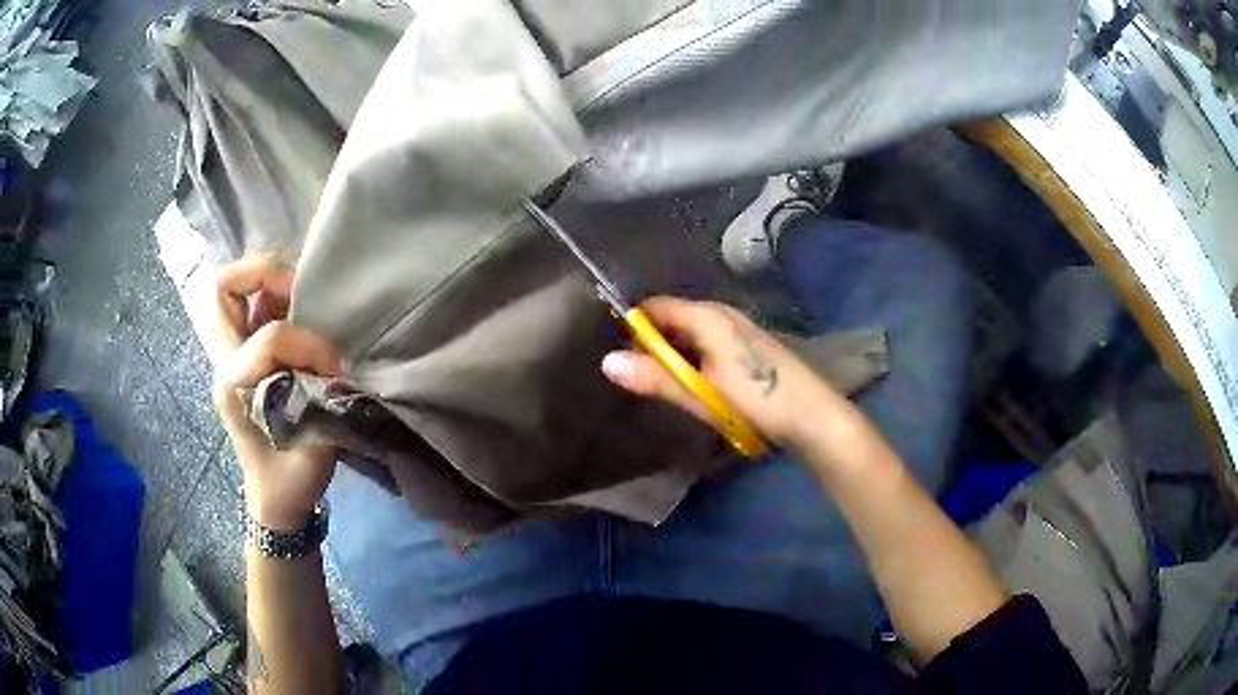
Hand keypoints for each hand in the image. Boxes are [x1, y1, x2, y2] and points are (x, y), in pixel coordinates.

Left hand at [212, 254, 342, 530]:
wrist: (274, 498)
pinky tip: (298, 314)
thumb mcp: (316, 442)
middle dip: (261, 274)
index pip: (268, 337)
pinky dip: (272, 299)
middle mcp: (224, 364)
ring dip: (267, 284)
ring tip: (299, 299)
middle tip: (297, 290)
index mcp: (235, 388)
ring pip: (233, 292)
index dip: (307, 341)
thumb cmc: (292, 479)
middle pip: (222, 290)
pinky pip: (249, 308)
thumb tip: (334, 359)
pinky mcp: (241, 359)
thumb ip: (321, 394)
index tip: (333, 364)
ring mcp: (229, 359)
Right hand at [601, 296, 854, 451]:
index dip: (633, 328)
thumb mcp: (701, 393)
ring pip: (692, 332)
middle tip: (643, 379)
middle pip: (673, 318)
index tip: (622, 358)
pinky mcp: (749, 345)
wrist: (813, 416)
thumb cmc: (756, 401)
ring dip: (676, 355)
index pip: (654, 307)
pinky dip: (696, 358)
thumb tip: (606, 362)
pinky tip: (699, 385)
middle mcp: (722, 313)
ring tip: (667, 386)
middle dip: (654, 345)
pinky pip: (709, 342)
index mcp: (707, 315)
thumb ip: (656, 378)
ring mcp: (739, 328)